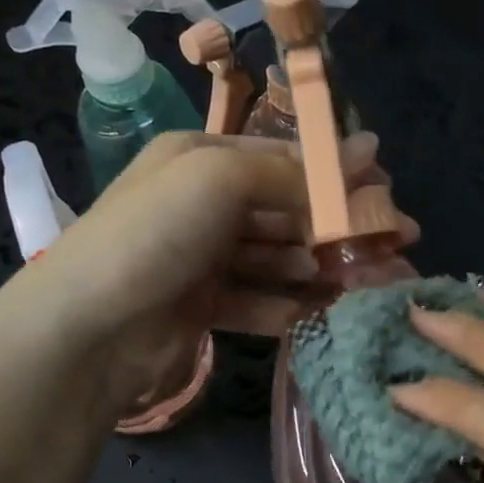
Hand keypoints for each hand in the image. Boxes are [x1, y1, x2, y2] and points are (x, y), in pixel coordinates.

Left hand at [36, 129, 415, 415]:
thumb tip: (364, 153)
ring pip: (278, 260)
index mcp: (201, 158)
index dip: (335, 173)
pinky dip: (291, 307)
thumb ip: (291, 173)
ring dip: (321, 270)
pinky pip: (260, 301)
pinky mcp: (204, 307)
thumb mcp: (220, 179)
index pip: (282, 158)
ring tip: (368, 284)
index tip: (385, 190)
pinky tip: (326, 315)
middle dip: (337, 228)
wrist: (88, 329)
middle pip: (285, 212)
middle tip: (395, 245)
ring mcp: (203, 259)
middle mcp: (202, 204)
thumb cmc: (154, 236)